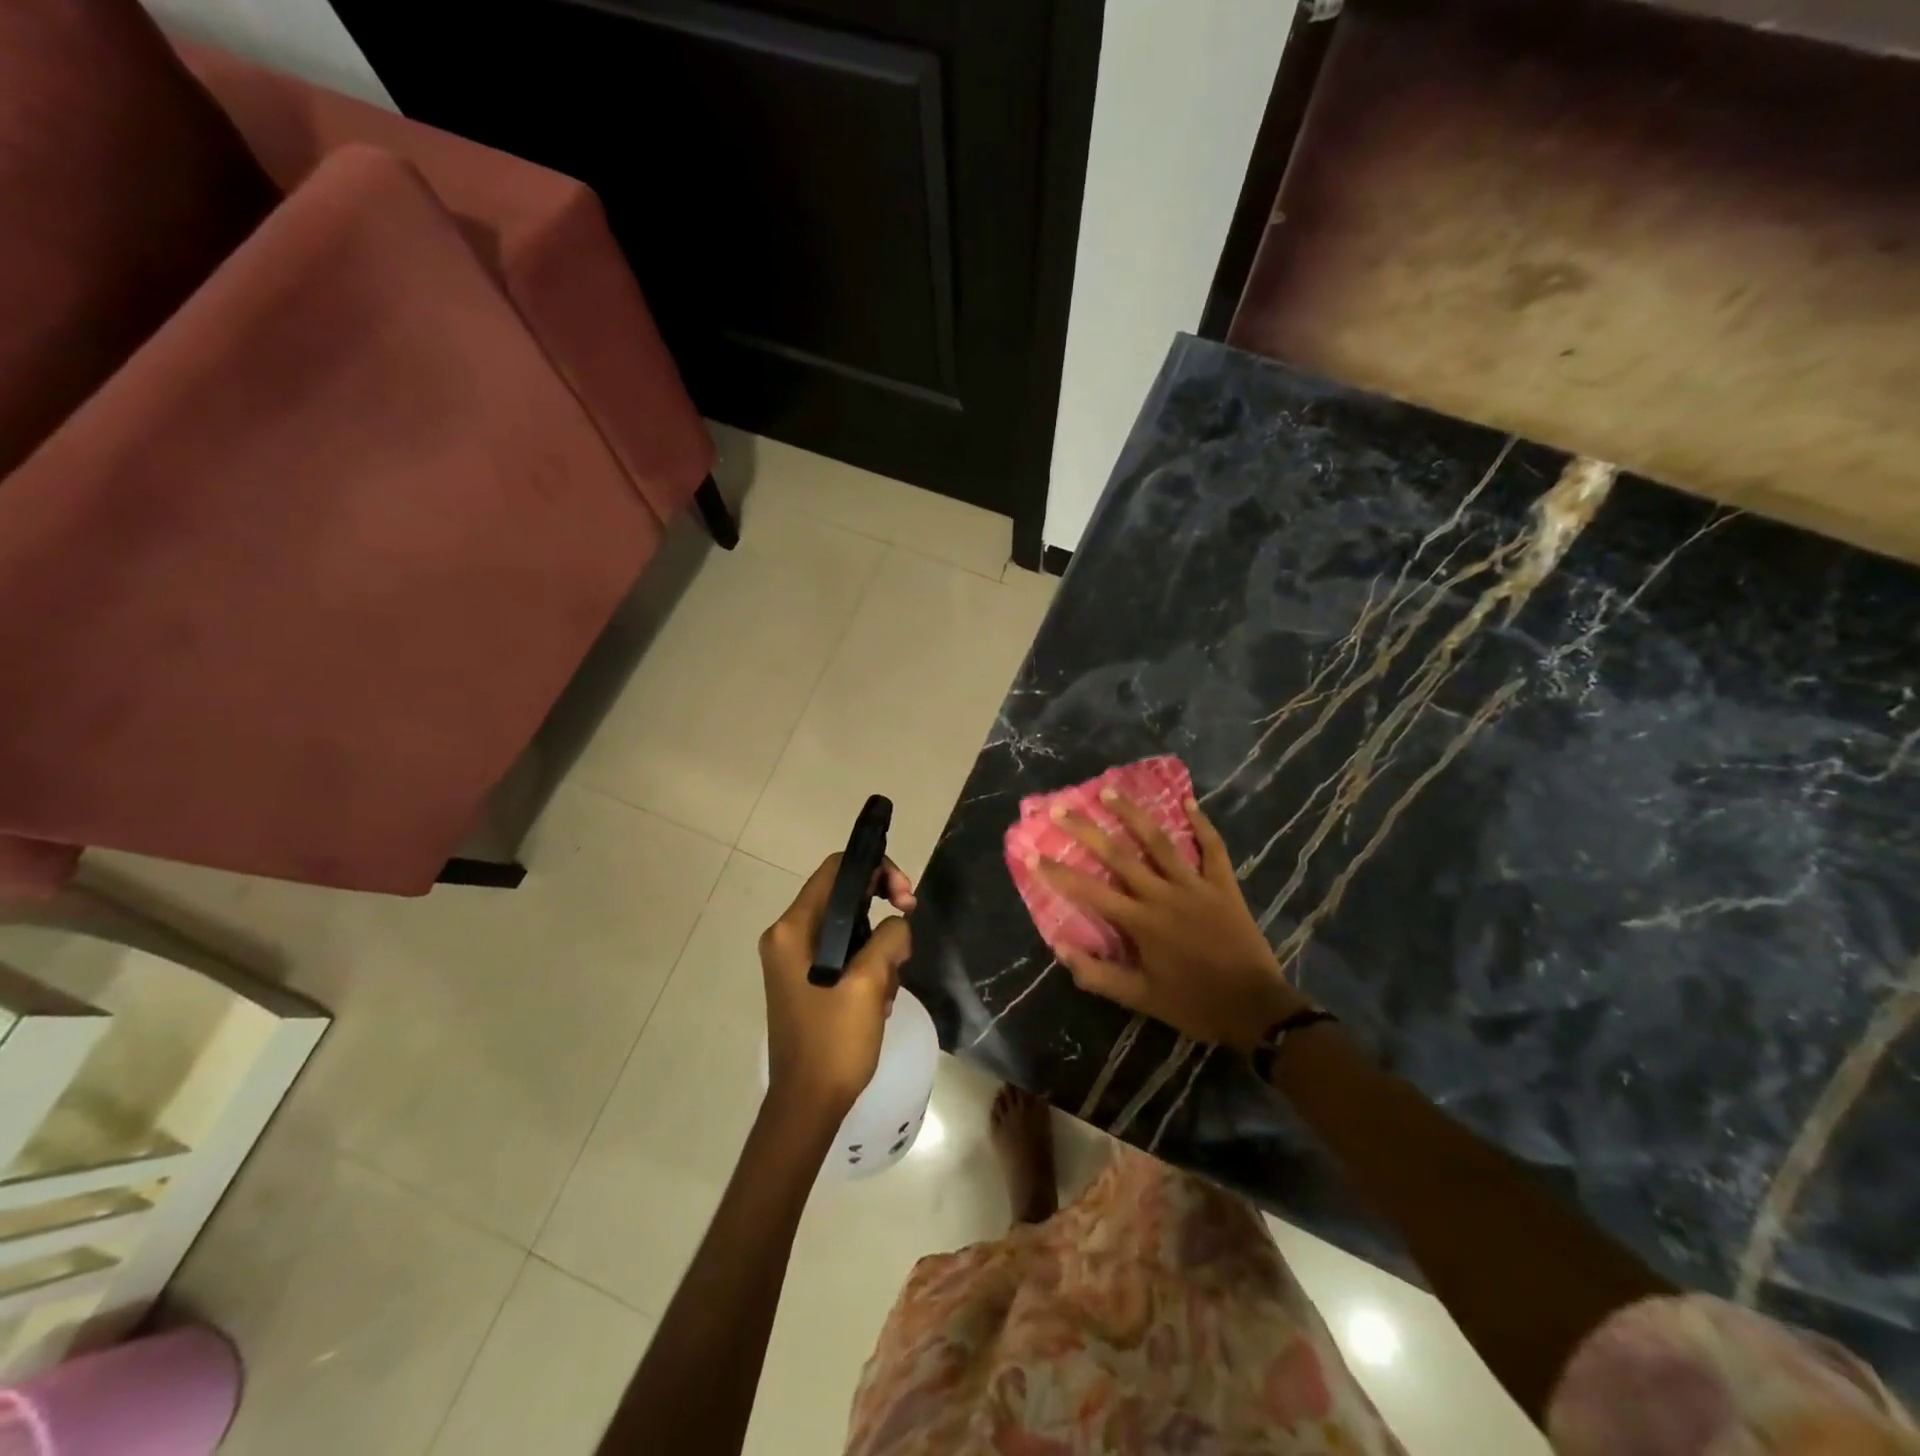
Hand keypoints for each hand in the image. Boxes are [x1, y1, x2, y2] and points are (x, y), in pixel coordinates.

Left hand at [760, 853, 916, 1121]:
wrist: (807, 1105)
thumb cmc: (834, 1041)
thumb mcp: (869, 982)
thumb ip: (888, 938)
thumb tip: (898, 924)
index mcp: (793, 929)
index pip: (836, 871)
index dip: (876, 870)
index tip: (905, 897)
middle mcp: (787, 937)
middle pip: (842, 896)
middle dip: (881, 910)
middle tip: (908, 929)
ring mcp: (793, 960)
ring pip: (847, 927)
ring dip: (877, 945)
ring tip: (890, 983)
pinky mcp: (804, 980)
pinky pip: (842, 953)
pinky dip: (866, 965)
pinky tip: (879, 998)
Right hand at [1032, 792, 1309, 1053]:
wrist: (1256, 1008)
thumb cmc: (1194, 1004)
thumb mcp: (1141, 999)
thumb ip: (1098, 975)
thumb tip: (1059, 948)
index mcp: (1140, 922)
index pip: (1089, 891)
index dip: (1057, 872)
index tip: (1030, 853)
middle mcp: (1162, 894)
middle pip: (1118, 855)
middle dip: (1085, 830)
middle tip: (1060, 809)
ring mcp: (1195, 885)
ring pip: (1159, 841)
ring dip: (1132, 814)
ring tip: (1109, 791)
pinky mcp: (1223, 885)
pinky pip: (1212, 848)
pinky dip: (1201, 824)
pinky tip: (1188, 802)